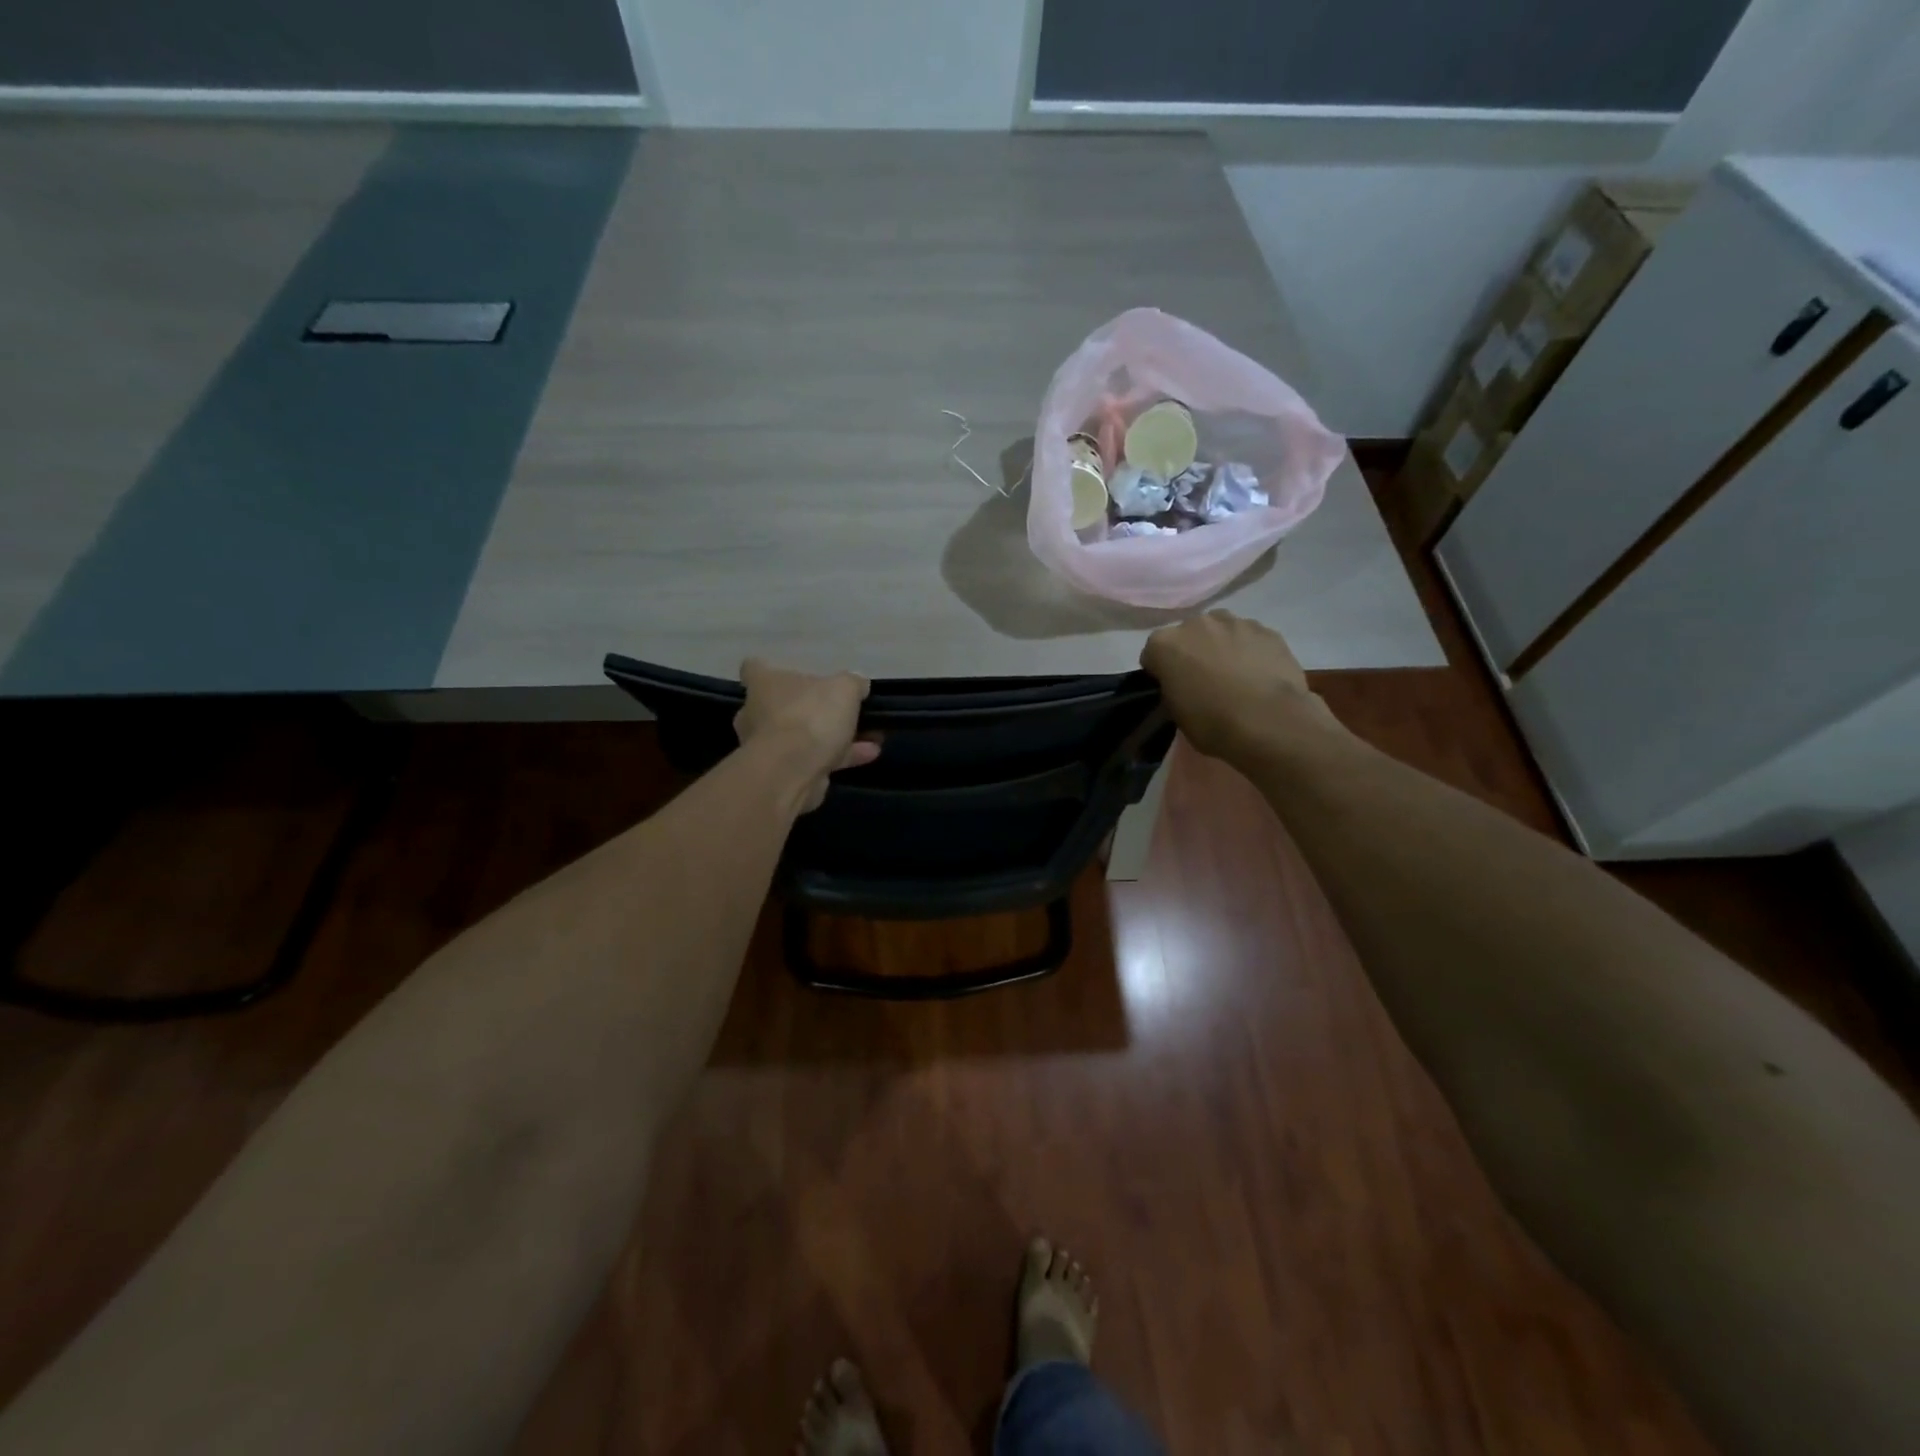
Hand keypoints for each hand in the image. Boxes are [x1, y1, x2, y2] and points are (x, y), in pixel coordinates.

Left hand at [734, 659, 880, 811]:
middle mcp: (758, 713)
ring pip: (803, 736)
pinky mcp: (782, 773)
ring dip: (836, 737)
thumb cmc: (810, 717)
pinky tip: (870, 755)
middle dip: (812, 710)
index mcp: (764, 684)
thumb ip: (853, 683)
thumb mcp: (844, 689)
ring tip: (872, 737)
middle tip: (844, 712)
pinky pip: (813, 759)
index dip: (771, 670)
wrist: (791, 772)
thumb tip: (858, 685)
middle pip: (783, 705)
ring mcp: (767, 746)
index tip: (793, 676)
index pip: (754, 668)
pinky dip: (839, 757)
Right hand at [1140, 611, 1335, 759]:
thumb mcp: (1176, 713)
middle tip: (1204, 681)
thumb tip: (1183, 684)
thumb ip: (1173, 689)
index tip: (1172, 689)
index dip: (1161, 672)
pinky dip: (1252, 651)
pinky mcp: (1267, 630)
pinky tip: (1260, 675)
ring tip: (1236, 676)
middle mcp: (1196, 623)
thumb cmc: (1212, 723)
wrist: (1268, 722)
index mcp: (1165, 644)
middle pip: (1189, 635)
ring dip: (1223, 646)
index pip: (1153, 654)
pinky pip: (1251, 638)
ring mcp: (1235, 622)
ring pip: (1222, 631)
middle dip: (1193, 653)